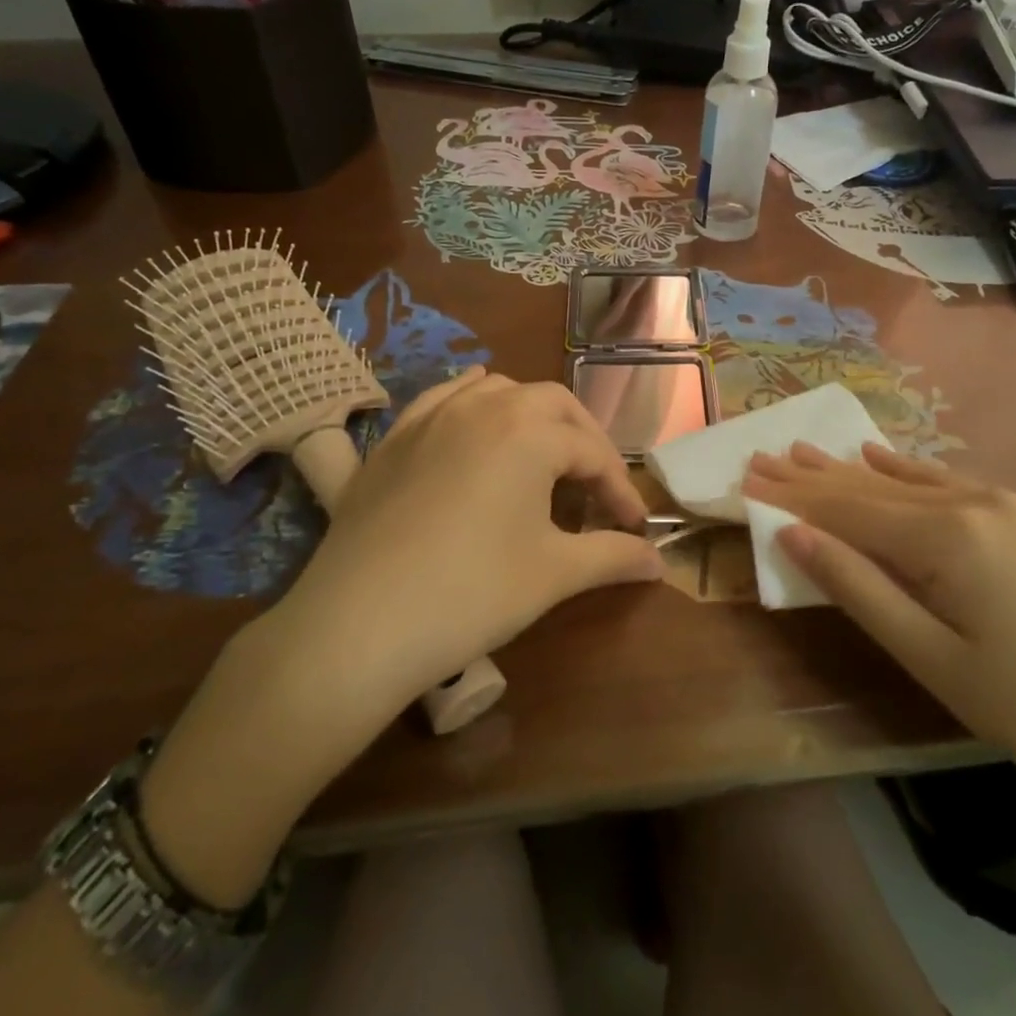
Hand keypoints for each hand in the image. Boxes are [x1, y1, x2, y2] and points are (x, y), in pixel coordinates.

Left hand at [275, 367, 663, 710]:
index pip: (593, 453)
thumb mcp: (554, 575)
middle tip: (596, 488)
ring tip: (543, 455)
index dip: (620, 490)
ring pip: (498, 390)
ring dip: (532, 416)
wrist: (358, 624)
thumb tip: (658, 562)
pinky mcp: (394, 438)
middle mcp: (484, 407)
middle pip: (553, 405)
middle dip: (585, 441)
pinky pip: (443, 398)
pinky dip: (473, 403)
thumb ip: (613, 557)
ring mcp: (432, 417)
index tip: (633, 529)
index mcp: (530, 432)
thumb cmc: (472, 593)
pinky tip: (476, 422)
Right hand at [743, 441, 1015, 808]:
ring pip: (906, 481)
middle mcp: (971, 503)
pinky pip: (947, 482)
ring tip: (803, 450)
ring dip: (850, 470)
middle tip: (761, 456)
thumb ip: (861, 590)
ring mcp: (1004, 505)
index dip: (793, 496)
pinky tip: (881, 457)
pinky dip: (904, 471)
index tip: (746, 476)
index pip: (847, 510)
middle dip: (812, 476)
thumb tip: (797, 536)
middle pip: (872, 488)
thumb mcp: (935, 660)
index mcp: (945, 537)